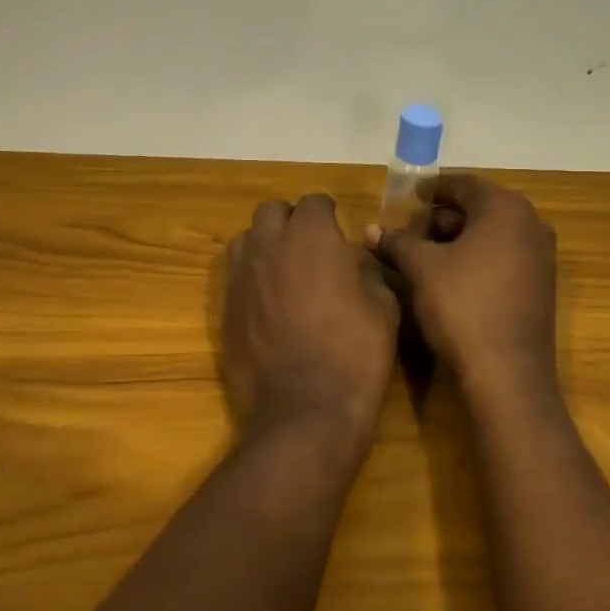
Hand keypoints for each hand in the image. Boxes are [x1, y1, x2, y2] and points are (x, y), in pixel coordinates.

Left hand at [223, 194, 400, 448]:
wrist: (305, 409)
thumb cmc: (355, 352)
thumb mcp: (384, 305)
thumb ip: (365, 269)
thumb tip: (352, 260)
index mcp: (311, 236)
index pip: (314, 201)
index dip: (328, 214)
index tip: (338, 232)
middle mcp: (269, 245)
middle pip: (272, 211)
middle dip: (291, 221)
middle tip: (310, 247)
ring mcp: (241, 276)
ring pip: (246, 239)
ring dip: (265, 244)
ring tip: (285, 270)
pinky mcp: (226, 308)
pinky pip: (236, 277)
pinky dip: (252, 278)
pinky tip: (270, 304)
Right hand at [365, 175, 557, 388]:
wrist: (508, 373)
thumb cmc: (462, 306)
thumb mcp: (421, 269)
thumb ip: (397, 242)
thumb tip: (370, 230)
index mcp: (505, 208)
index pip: (463, 184)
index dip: (432, 188)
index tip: (408, 196)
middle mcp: (531, 224)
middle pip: (479, 209)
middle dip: (442, 218)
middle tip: (410, 230)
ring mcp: (540, 257)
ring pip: (491, 235)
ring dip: (457, 240)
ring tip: (423, 255)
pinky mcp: (540, 286)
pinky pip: (503, 257)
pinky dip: (476, 259)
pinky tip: (449, 277)